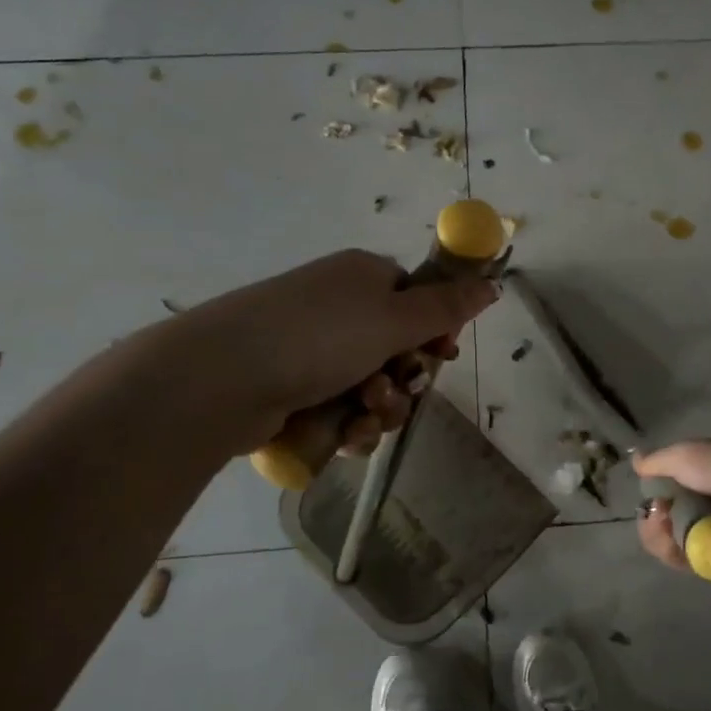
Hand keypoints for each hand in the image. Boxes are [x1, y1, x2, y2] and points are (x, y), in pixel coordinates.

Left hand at [153, 249, 498, 455]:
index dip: (434, 332)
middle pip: (398, 348)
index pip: (417, 299)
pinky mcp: (291, 386)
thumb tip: (492, 283)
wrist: (219, 377)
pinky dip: (350, 423)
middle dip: (403, 380)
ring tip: (361, 416)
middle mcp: (339, 307)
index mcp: (364, 277)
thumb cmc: (318, 336)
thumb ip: (447, 308)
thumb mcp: (394, 319)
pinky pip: (341, 407)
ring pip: (373, 385)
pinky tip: (345, 434)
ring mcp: (311, 347)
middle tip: (392, 392)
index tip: (441, 356)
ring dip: (380, 408)